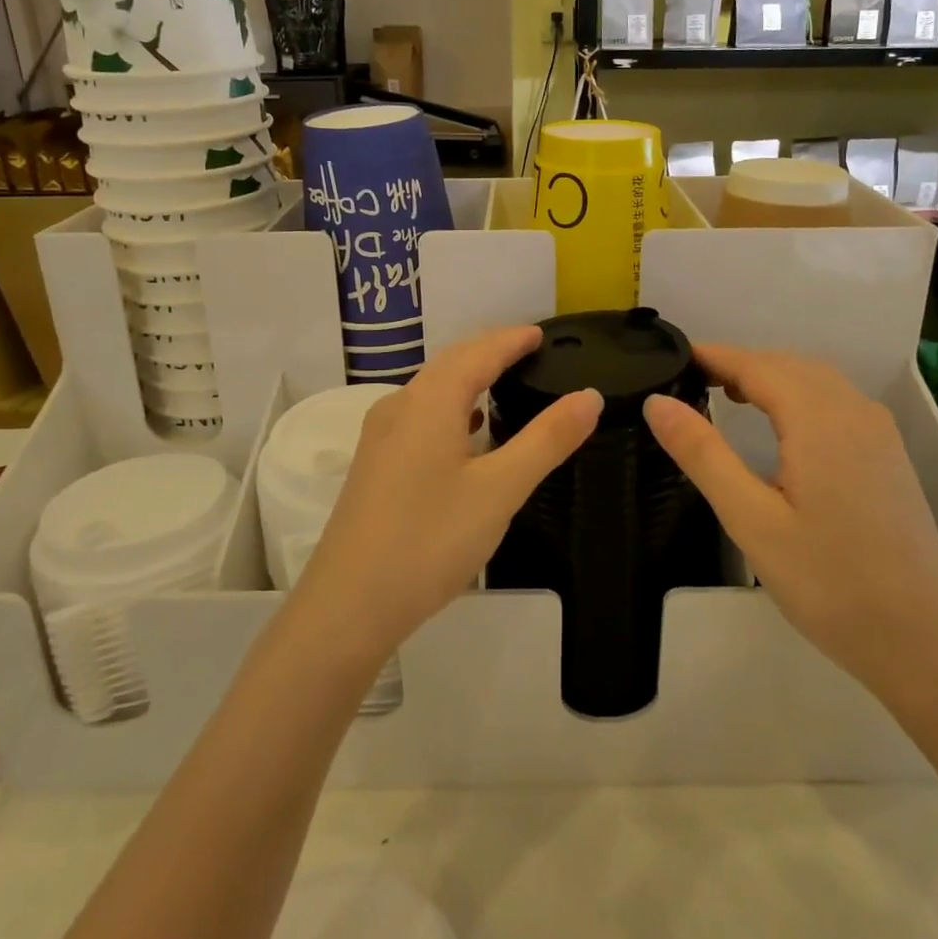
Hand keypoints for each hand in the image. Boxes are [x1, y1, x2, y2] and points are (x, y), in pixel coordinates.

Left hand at [291, 326, 601, 664]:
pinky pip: (421, 417)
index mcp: (430, 401)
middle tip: (529, 351)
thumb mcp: (500, 489)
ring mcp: (381, 436)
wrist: (349, 605)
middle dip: (490, 352)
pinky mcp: (375, 465)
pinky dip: (452, 410)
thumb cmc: (430, 540)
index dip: (512, 339)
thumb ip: (546, 439)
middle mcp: (400, 406)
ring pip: (432, 391)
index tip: (542, 333)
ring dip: (469, 379)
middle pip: (451, 364)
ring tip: (505, 383)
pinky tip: (468, 432)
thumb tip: (589, 396)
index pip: (478, 352)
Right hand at [642, 345, 937, 694]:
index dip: (714, 356)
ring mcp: (879, 433)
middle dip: (739, 364)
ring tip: (727, 395)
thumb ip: (702, 454)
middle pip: (788, 365)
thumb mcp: (750, 519)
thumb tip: (656, 402)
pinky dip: (799, 395)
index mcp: (819, 419)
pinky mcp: (889, 456)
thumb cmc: (827, 582)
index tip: (674, 356)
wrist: (922, 640)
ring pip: (816, 380)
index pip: (756, 365)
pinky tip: (782, 426)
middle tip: (691, 380)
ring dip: (771, 377)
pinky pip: (837, 401)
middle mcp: (854, 411)